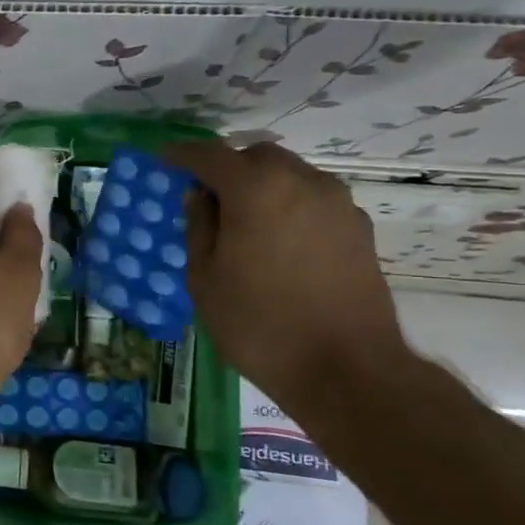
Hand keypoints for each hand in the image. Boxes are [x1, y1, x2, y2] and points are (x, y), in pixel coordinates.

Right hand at [165, 139, 406, 405]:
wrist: (347, 370)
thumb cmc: (259, 324)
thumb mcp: (205, 278)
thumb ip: (199, 226)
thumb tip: (199, 196)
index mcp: (256, 189)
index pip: (210, 155)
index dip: (182, 155)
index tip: (164, 159)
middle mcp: (301, 182)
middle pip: (257, 156)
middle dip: (228, 168)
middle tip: (207, 197)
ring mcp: (337, 203)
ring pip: (291, 174)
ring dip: (263, 185)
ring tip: (244, 221)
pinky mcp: (359, 228)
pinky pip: (314, 199)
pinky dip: (291, 205)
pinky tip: (279, 241)